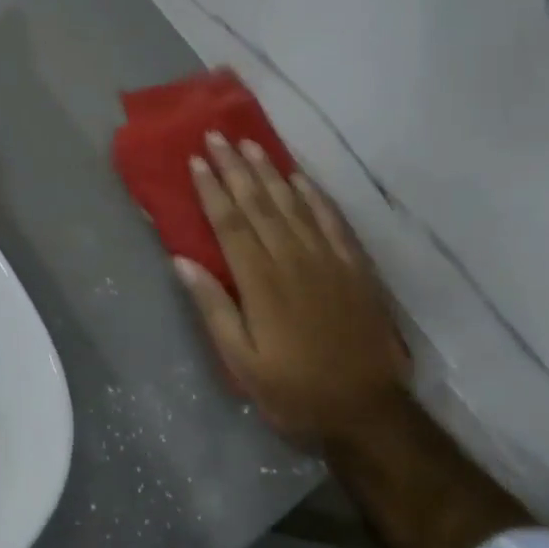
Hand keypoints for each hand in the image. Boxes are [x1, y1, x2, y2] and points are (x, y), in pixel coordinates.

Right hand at [175, 132, 412, 446]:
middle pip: (259, 204)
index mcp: (261, 282)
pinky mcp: (354, 268)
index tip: (196, 160)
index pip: (230, 223)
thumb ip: (213, 307)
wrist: (367, 411)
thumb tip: (181, 261)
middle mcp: (293, 260)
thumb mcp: (242, 361)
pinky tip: (300, 179)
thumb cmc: (294, 391)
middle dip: (235, 168)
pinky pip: (332, 221)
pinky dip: (314, 196)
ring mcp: (328, 260)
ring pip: (293, 204)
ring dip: (270, 172)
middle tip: (216, 136)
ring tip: (250, 145)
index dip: (212, 190)